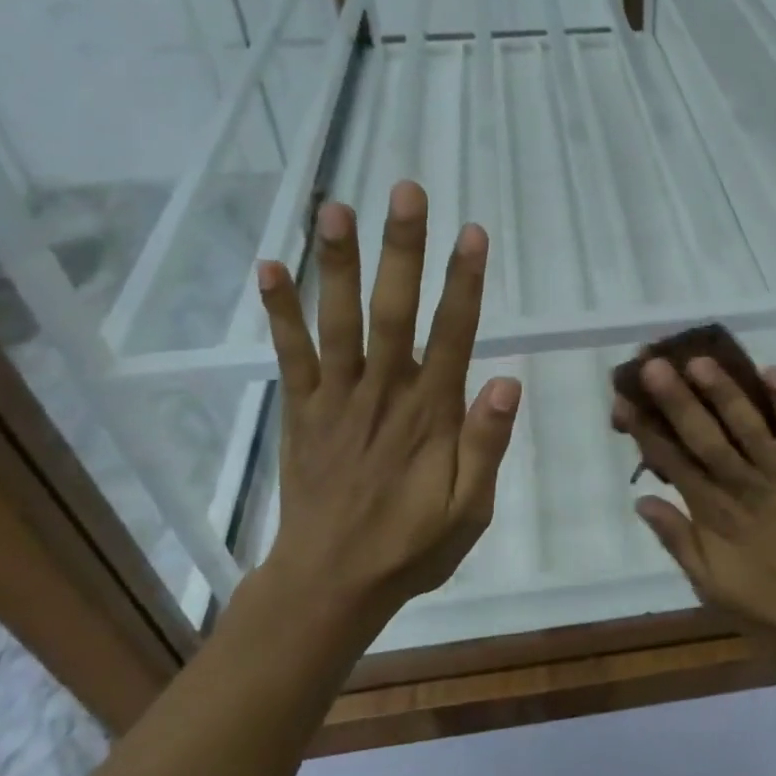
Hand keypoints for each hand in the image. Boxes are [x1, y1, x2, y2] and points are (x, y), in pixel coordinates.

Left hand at [255, 180, 519, 627]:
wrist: (329, 584)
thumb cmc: (410, 546)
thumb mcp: (469, 509)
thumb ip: (486, 445)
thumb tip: (507, 381)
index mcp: (430, 413)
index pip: (453, 334)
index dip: (464, 281)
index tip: (471, 232)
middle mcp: (382, 392)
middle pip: (394, 309)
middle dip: (401, 248)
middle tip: (405, 190)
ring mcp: (335, 397)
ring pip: (337, 320)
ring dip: (336, 262)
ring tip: (334, 207)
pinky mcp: (301, 410)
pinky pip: (289, 354)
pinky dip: (279, 311)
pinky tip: (268, 267)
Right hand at [610, 356, 775, 648]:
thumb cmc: (771, 603)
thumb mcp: (712, 586)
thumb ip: (678, 541)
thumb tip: (642, 501)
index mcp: (715, 515)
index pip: (672, 463)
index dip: (645, 431)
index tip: (623, 400)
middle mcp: (744, 487)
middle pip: (704, 437)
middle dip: (677, 400)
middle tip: (653, 365)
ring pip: (748, 426)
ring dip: (724, 392)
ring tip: (700, 360)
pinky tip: (771, 370)